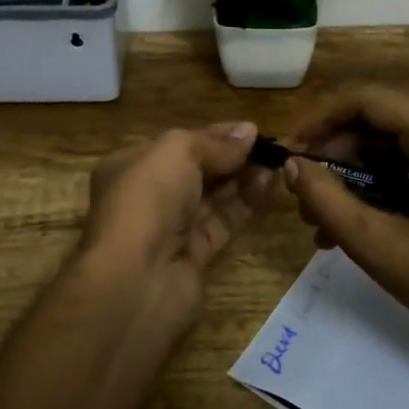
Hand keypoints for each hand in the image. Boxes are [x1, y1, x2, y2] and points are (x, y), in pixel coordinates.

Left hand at [79, 121, 274, 325]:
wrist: (135, 279)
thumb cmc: (147, 198)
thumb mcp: (177, 152)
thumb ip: (215, 142)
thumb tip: (248, 131)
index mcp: (132, 166)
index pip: (178, 145)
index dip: (214, 136)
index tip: (250, 130)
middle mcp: (149, 196)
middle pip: (197, 171)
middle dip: (231, 157)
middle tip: (269, 146)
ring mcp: (170, 229)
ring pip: (213, 198)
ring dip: (243, 178)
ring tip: (276, 162)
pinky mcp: (194, 257)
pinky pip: (223, 223)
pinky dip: (245, 204)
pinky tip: (268, 185)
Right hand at [286, 87, 408, 386]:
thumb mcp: (376, 242)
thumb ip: (325, 198)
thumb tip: (290, 165)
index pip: (366, 101)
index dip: (321, 121)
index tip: (290, 152)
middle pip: (374, 125)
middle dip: (333, 159)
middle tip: (300, 196)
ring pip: (384, 150)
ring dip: (348, 180)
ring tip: (316, 223)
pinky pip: (402, 169)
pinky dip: (372, 191)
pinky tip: (345, 229)